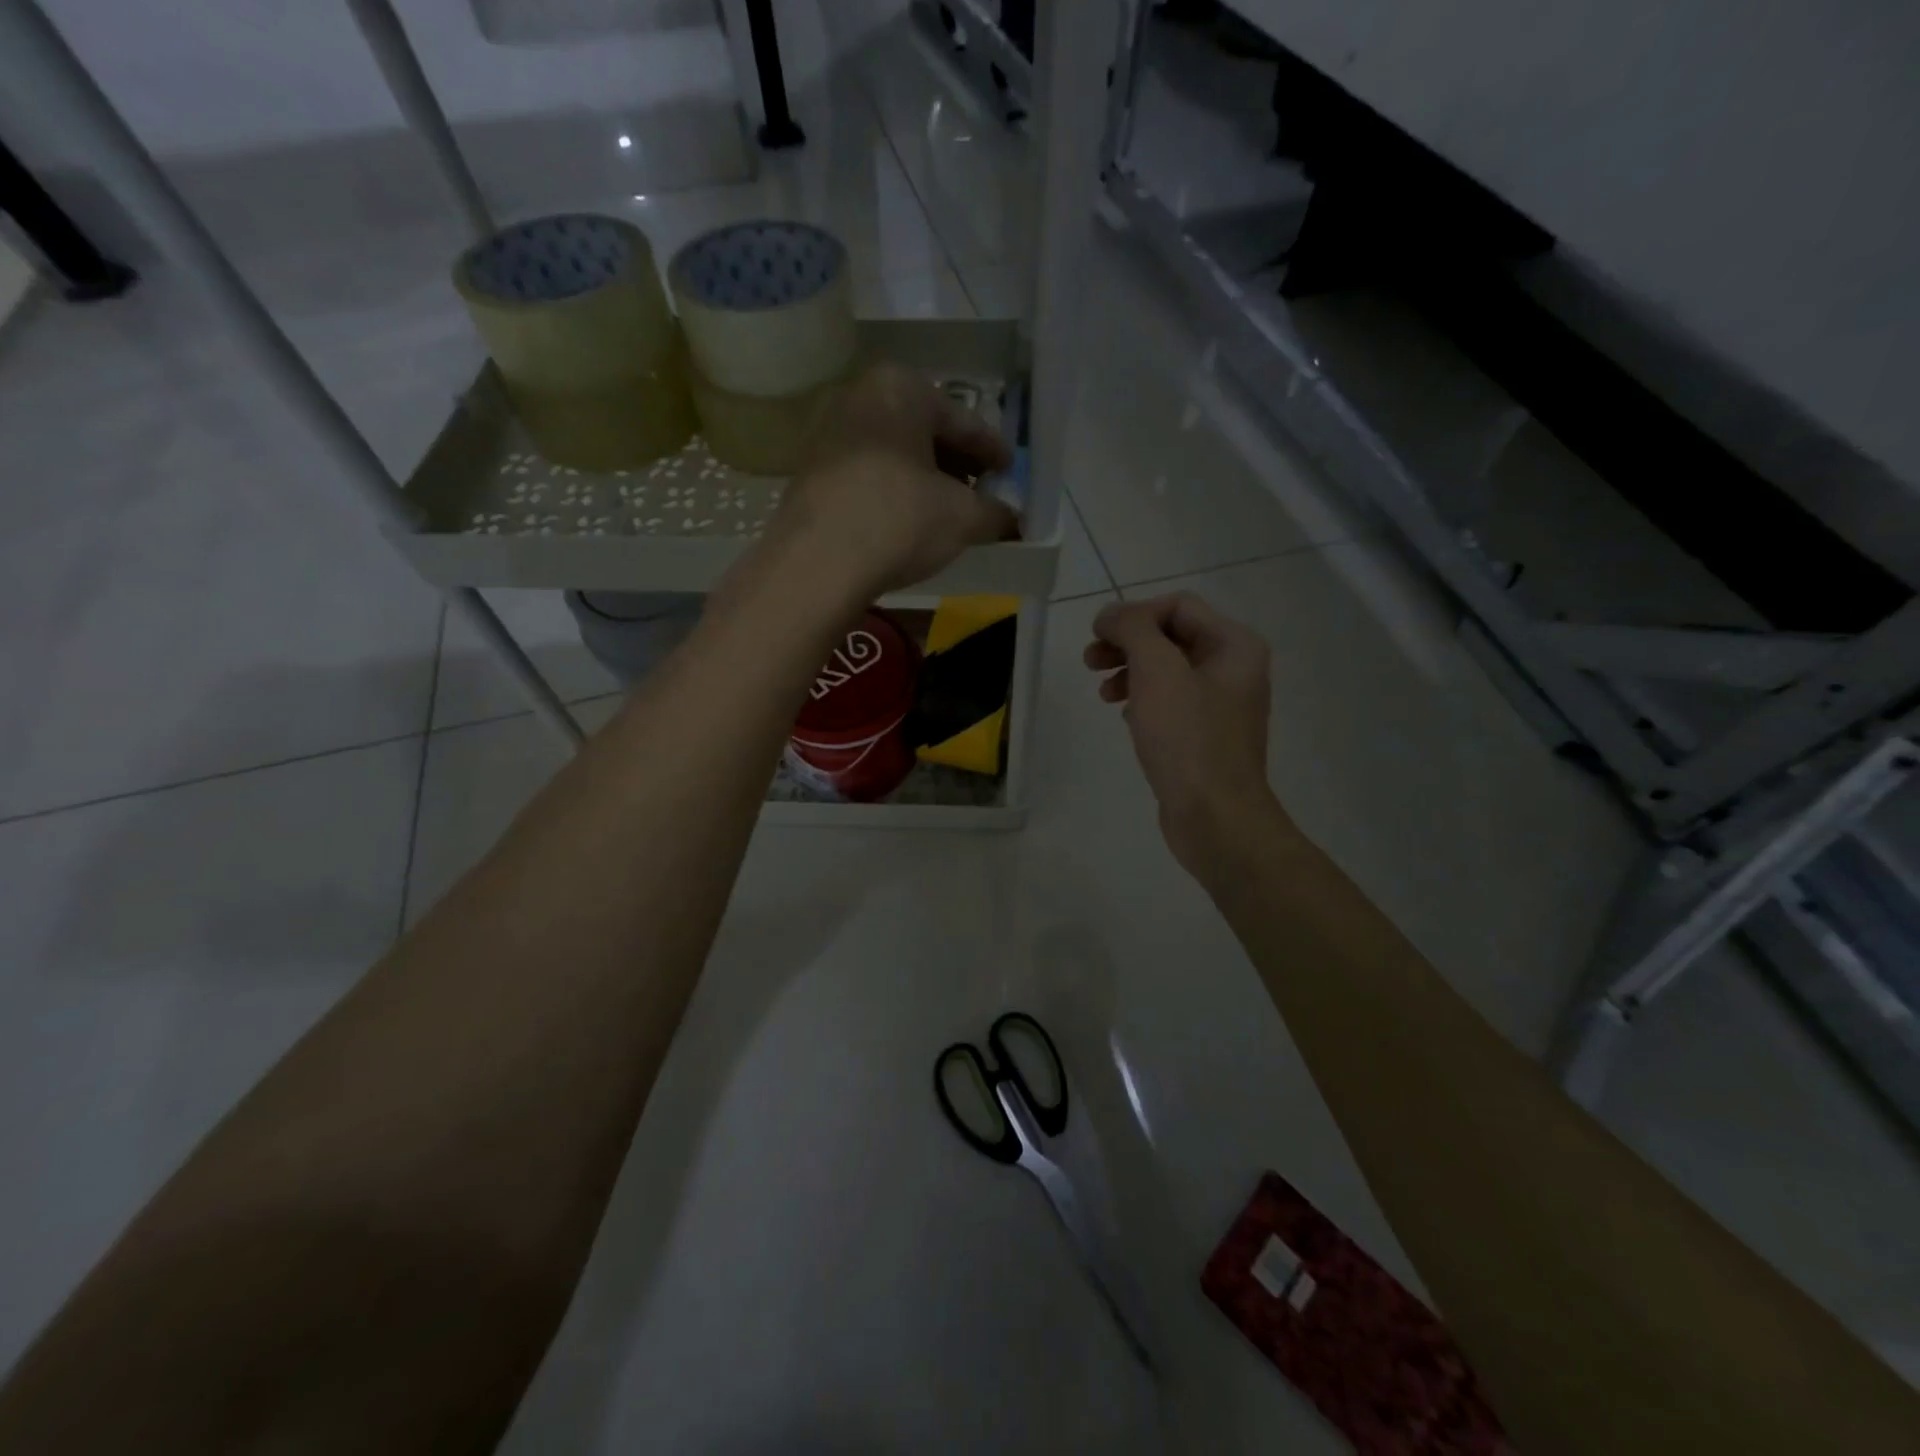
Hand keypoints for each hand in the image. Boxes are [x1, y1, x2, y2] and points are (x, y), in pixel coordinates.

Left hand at [770, 362, 1016, 596]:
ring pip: (896, 453)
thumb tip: (1011, 518)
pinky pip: (869, 474)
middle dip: (958, 464)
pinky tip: (908, 521)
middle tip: (982, 494)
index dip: (994, 452)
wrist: (817, 564)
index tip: (1012, 473)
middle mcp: (861, 396)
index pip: (964, 421)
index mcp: (902, 388)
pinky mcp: (812, 470)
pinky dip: (895, 491)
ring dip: (926, 480)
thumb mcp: (964, 517)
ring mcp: (830, 432)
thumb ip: (996, 512)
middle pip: (926, 432)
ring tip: (948, 512)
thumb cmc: (899, 520)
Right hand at [1084, 593, 1279, 875]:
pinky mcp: (1204, 735)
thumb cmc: (1188, 739)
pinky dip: (1142, 699)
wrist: (1214, 817)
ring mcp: (1220, 704)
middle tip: (1090, 661)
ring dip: (1129, 671)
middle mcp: (1234, 668)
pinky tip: (1124, 715)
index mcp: (1235, 645)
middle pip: (1171, 636)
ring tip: (1101, 692)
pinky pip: (1169, 702)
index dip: (1134, 614)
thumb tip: (1111, 614)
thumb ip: (1133, 629)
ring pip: (1166, 670)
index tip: (1097, 636)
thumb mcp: (1157, 671)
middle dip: (1127, 643)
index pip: (1178, 606)